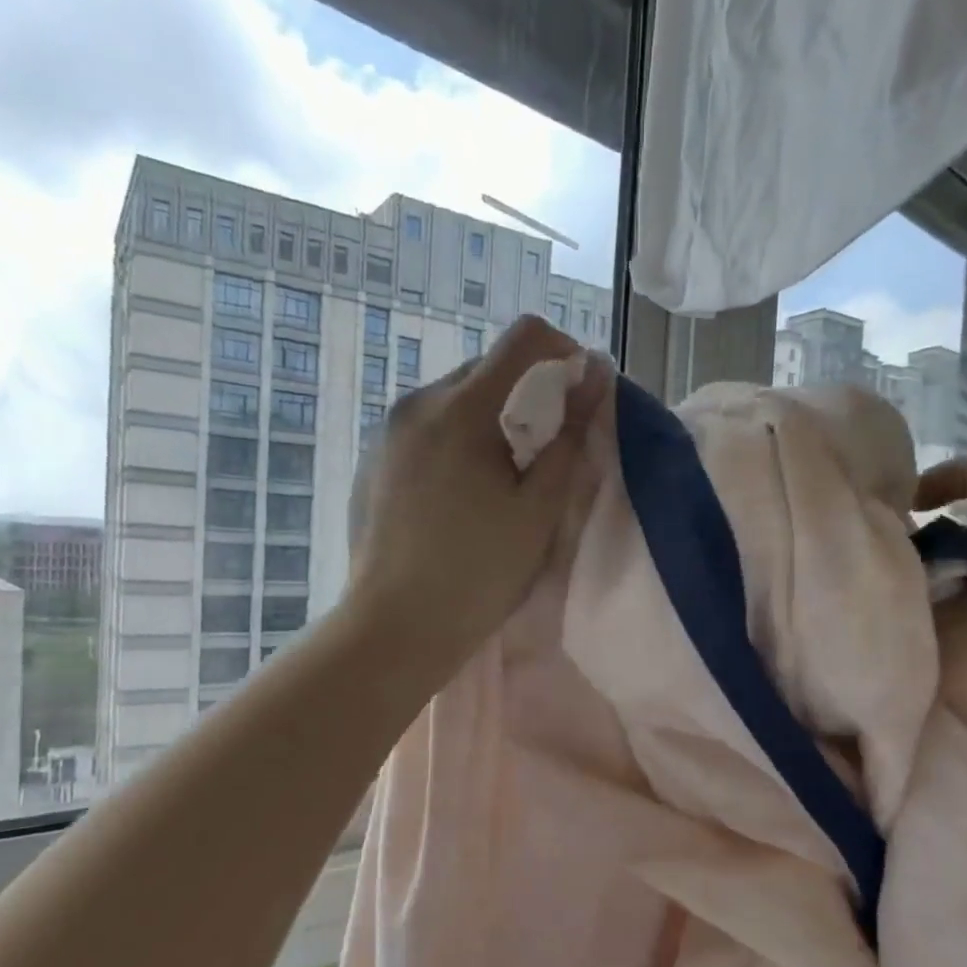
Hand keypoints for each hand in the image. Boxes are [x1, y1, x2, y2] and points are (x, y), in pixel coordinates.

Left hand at [347, 316, 604, 666]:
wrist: (394, 628)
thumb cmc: (477, 574)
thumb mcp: (538, 509)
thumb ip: (570, 437)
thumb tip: (594, 376)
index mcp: (461, 408)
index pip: (523, 338)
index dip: (564, 352)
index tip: (580, 394)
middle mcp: (417, 403)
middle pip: (487, 369)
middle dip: (527, 394)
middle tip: (545, 452)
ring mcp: (387, 432)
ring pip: (454, 400)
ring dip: (490, 421)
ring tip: (502, 481)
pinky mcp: (372, 460)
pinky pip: (426, 429)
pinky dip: (456, 442)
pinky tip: (459, 498)